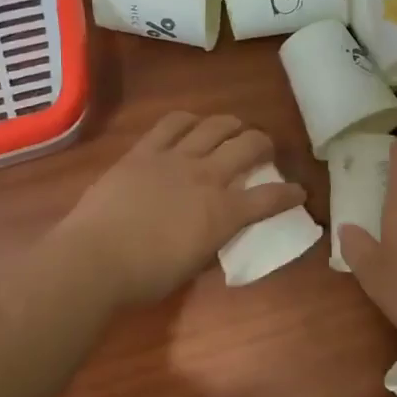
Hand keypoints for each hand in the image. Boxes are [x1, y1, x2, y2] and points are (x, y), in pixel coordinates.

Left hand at [52, 112, 306, 308]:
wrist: (96, 259)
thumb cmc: (146, 276)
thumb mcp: (193, 265)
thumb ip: (212, 240)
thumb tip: (217, 228)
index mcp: (223, 214)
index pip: (269, 198)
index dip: (290, 194)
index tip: (299, 191)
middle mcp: (207, 177)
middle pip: (248, 147)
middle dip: (265, 144)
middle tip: (266, 149)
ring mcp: (175, 158)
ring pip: (214, 126)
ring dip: (231, 124)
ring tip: (235, 127)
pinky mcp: (145, 151)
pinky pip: (172, 123)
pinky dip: (189, 119)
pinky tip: (192, 122)